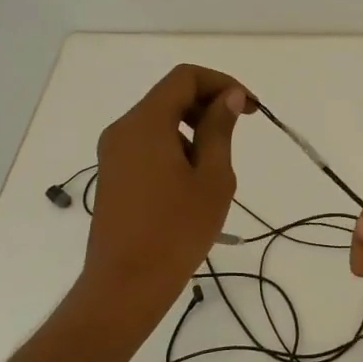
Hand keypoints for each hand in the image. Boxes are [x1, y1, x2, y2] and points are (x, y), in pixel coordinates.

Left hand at [83, 65, 252, 314]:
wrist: (126, 284)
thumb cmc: (176, 230)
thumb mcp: (212, 178)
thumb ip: (220, 130)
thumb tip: (228, 97)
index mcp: (146, 123)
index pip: (185, 78)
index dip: (222, 83)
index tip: (249, 109)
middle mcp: (123, 129)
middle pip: (170, 95)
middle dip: (209, 105)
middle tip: (240, 131)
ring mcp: (113, 153)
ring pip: (159, 120)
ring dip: (194, 128)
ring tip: (216, 167)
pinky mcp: (113, 174)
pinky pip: (147, 143)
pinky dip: (176, 146)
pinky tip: (193, 182)